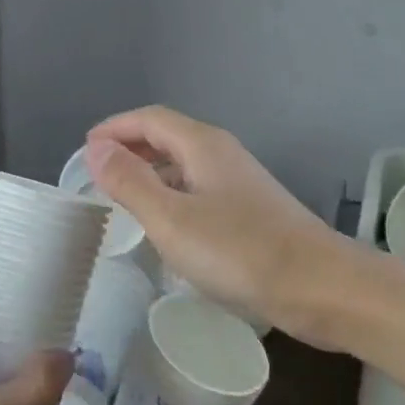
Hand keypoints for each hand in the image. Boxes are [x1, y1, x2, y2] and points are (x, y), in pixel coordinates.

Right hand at [85, 107, 345, 345]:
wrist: (319, 286)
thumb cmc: (239, 251)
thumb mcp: (171, 218)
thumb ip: (130, 182)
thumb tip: (96, 148)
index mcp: (202, 145)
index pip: (149, 119)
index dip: (114, 128)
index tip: (85, 148)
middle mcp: (222, 154)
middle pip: (167, 136)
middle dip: (129, 148)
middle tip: (97, 173)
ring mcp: (240, 182)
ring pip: (184, 164)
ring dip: (150, 172)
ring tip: (122, 197)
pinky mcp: (250, 211)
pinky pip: (198, 189)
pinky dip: (171, 194)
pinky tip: (164, 223)